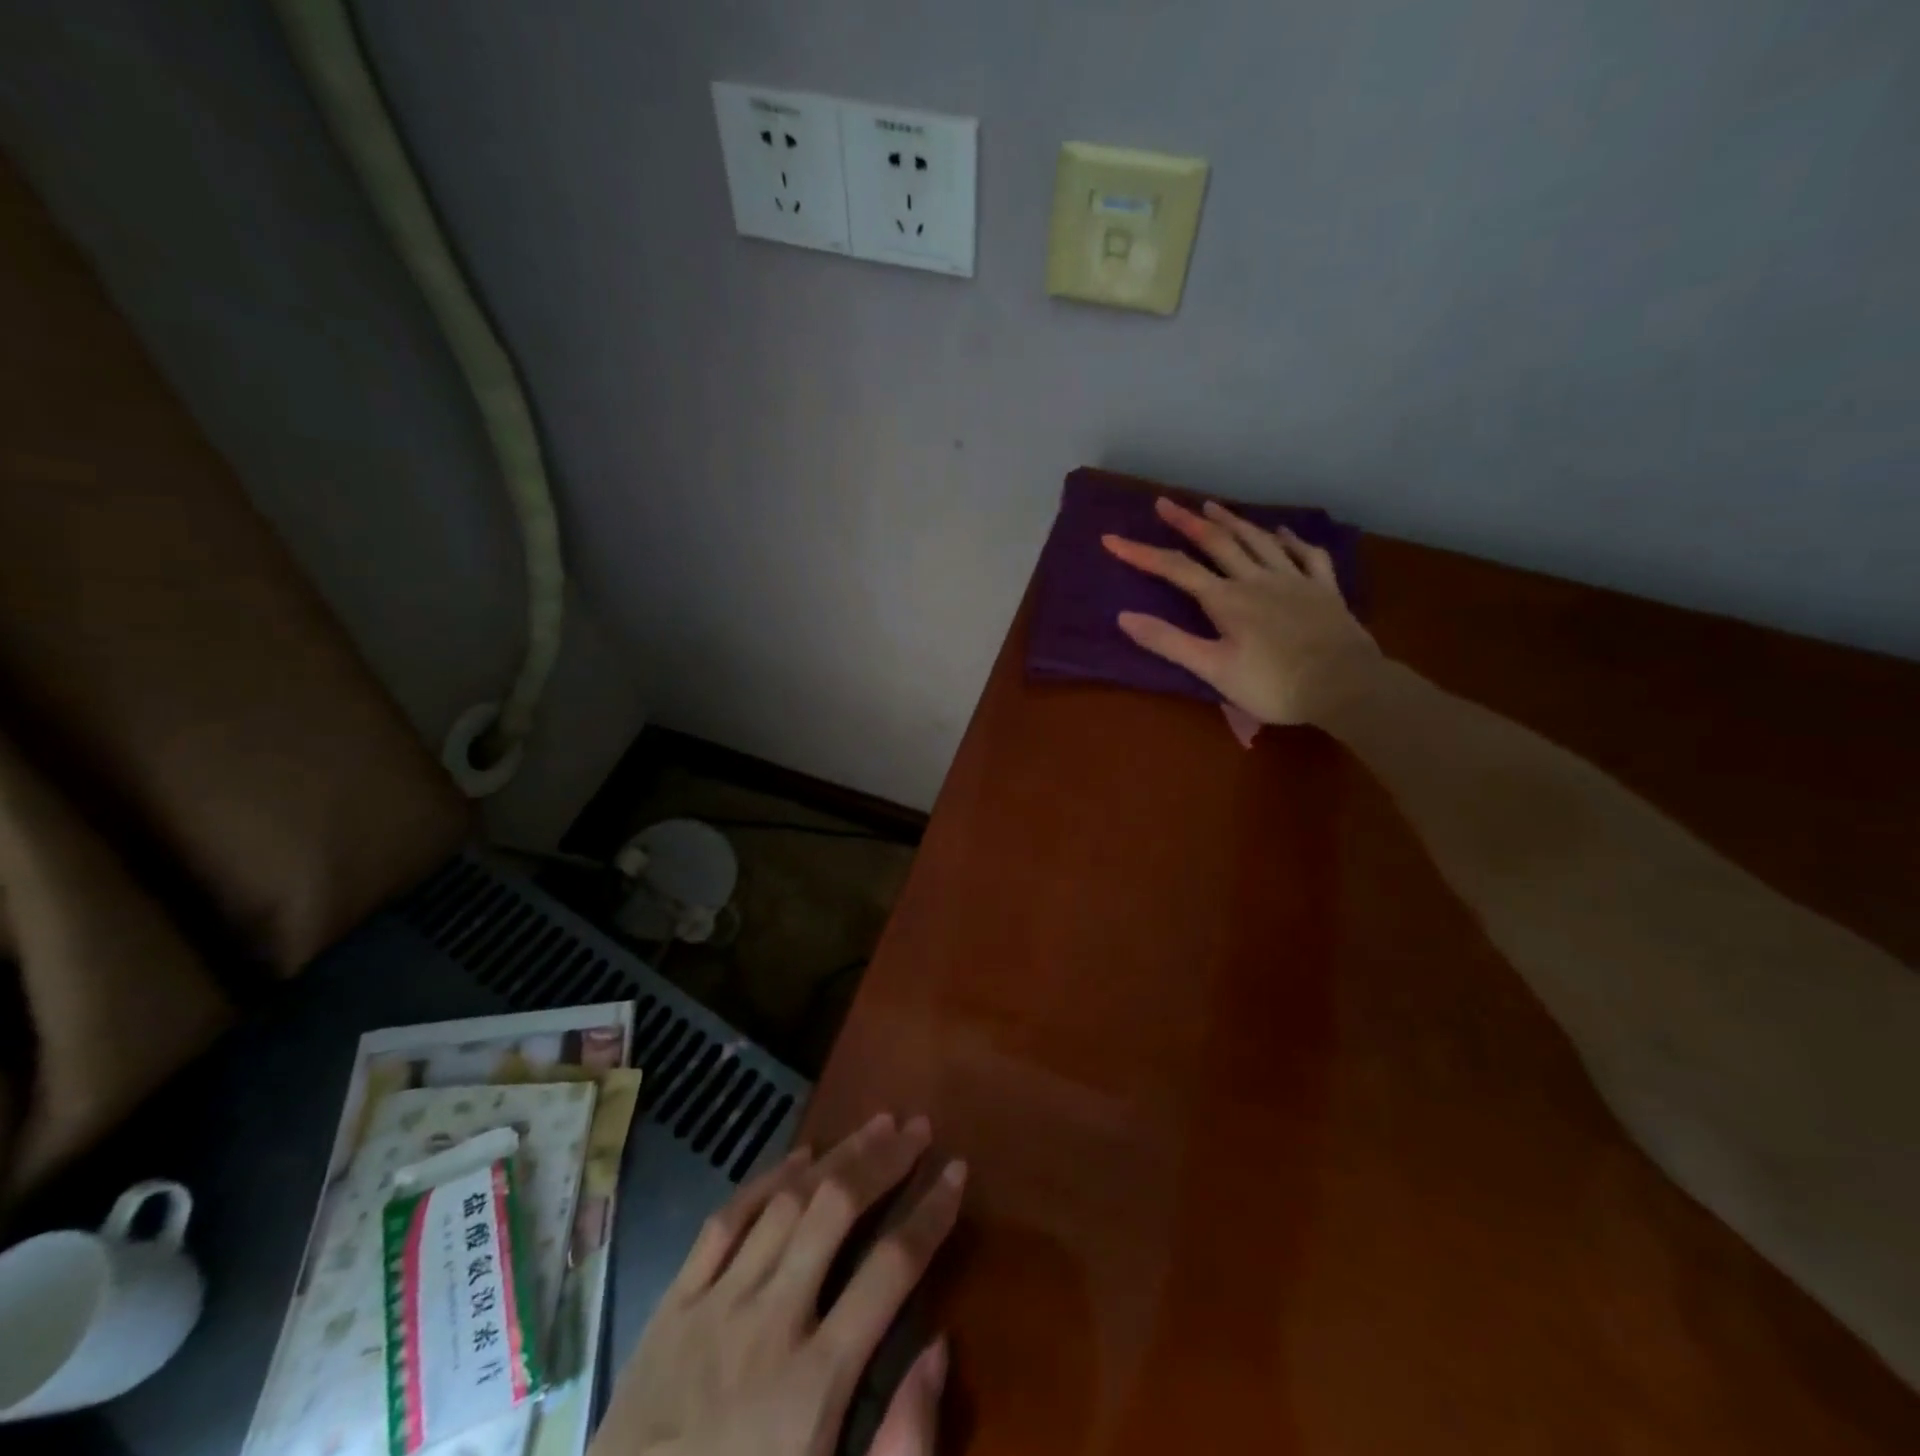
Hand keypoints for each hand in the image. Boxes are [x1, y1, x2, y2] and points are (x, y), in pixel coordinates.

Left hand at [591, 1113, 965, 1455]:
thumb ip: (901, 1445)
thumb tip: (940, 1349)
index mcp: (814, 1383)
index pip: (891, 1269)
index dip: (931, 1214)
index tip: (958, 1172)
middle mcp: (769, 1322)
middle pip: (836, 1210)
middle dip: (884, 1160)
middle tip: (918, 1127)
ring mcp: (715, 1305)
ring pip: (787, 1202)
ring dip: (837, 1155)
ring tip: (876, 1124)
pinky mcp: (673, 1305)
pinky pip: (725, 1220)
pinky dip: (767, 1179)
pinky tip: (799, 1154)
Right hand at [1102, 497, 1382, 726]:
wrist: (1345, 686)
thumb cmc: (1273, 684)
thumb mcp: (1213, 669)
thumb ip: (1169, 642)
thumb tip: (1124, 616)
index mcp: (1227, 600)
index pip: (1175, 570)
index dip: (1141, 553)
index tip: (1112, 539)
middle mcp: (1257, 579)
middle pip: (1217, 543)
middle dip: (1187, 522)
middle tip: (1165, 503)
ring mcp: (1294, 580)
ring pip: (1258, 541)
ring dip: (1233, 521)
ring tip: (1212, 506)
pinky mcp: (1324, 589)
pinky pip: (1306, 555)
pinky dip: (1290, 540)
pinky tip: (1282, 532)